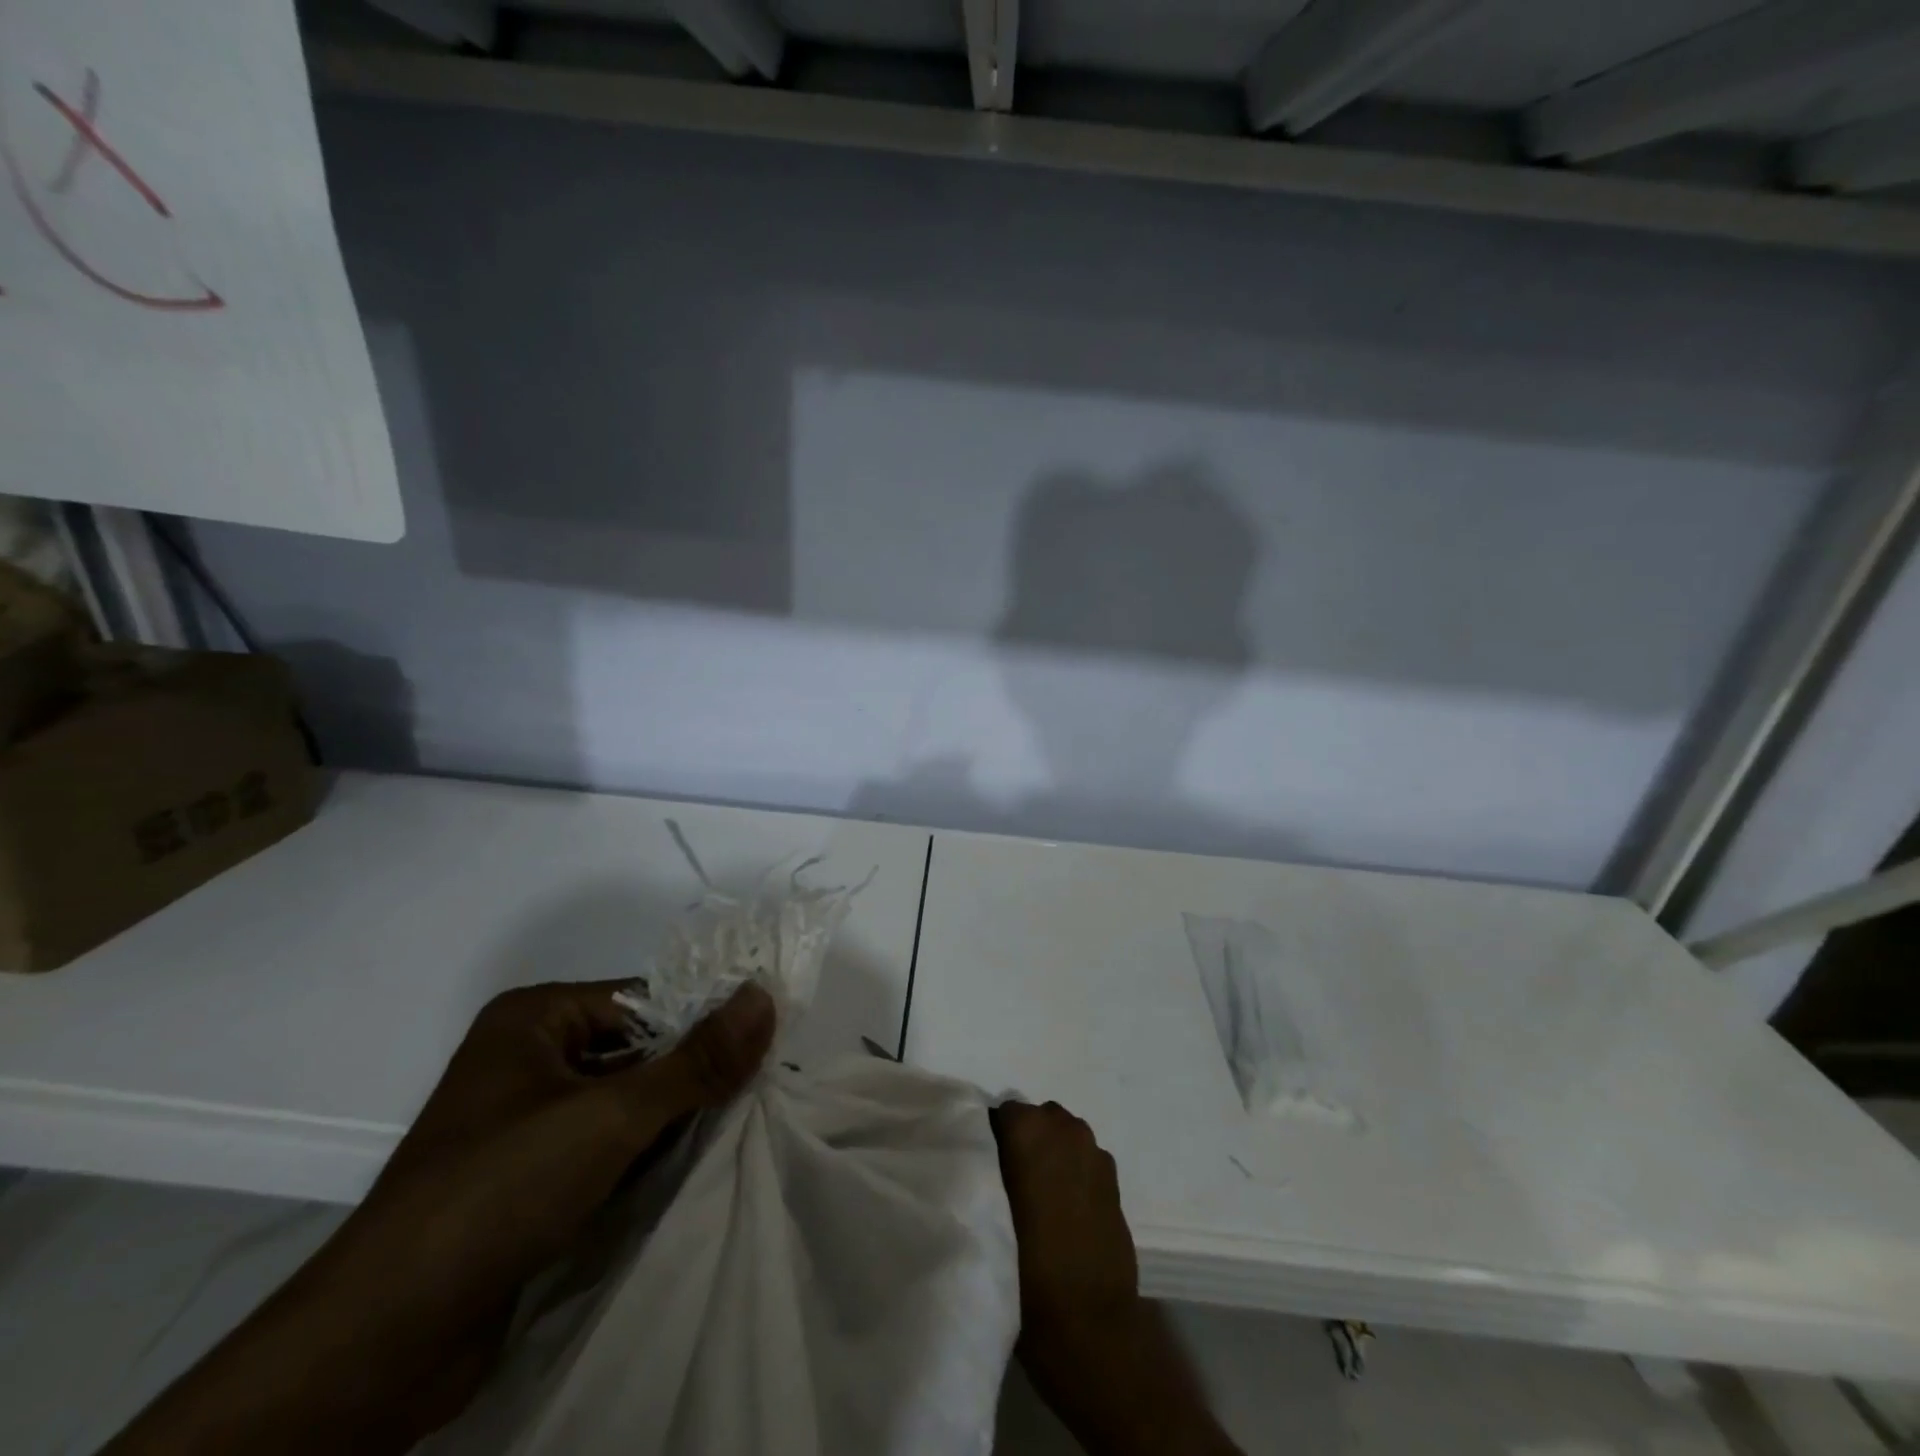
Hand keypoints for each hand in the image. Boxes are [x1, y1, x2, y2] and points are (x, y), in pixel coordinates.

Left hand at [104, 979, 774, 1455]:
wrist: (380, 1344)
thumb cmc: (499, 1191)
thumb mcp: (612, 1115)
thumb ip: (697, 1059)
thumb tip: (766, 996)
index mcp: (535, 1017)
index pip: (645, 1000)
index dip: (703, 1022)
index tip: (761, 1048)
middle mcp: (528, 1058)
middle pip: (638, 1051)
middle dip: (690, 1076)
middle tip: (755, 1091)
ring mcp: (524, 1121)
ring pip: (624, 1103)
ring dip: (672, 1120)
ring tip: (733, 1129)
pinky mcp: (527, 1178)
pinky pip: (603, 1146)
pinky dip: (643, 1156)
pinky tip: (687, 1169)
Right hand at [991, 1099, 1241, 1455]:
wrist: (1089, 1325)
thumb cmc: (1025, 1270)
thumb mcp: (988, 1212)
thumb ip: (987, 1169)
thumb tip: (984, 1153)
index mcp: (1028, 1129)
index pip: (1000, 1115)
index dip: (991, 1140)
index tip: (983, 1169)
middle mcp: (1064, 1128)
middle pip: (1036, 1121)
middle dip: (1024, 1142)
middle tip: (1009, 1184)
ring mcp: (1094, 1152)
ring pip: (1063, 1138)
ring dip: (1051, 1156)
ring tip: (1038, 1199)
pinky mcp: (1115, 1180)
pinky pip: (1084, 1162)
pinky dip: (1074, 1174)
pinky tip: (1066, 1212)